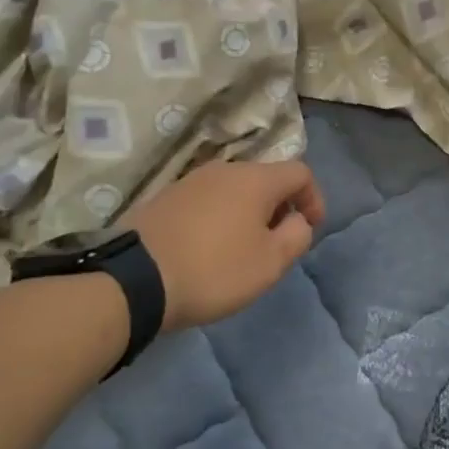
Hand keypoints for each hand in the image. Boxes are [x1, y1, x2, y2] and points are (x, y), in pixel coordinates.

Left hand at [125, 159, 325, 332]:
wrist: (133, 279)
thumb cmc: (213, 269)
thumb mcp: (270, 263)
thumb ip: (296, 236)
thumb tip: (297, 220)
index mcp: (256, 179)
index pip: (300, 172)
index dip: (314, 198)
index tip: (311, 229)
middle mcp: (225, 169)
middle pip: (266, 179)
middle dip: (280, 207)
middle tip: (278, 242)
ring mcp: (191, 181)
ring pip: (235, 189)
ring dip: (248, 213)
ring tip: (243, 248)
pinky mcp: (165, 198)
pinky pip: (207, 201)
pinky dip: (220, 218)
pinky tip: (209, 248)